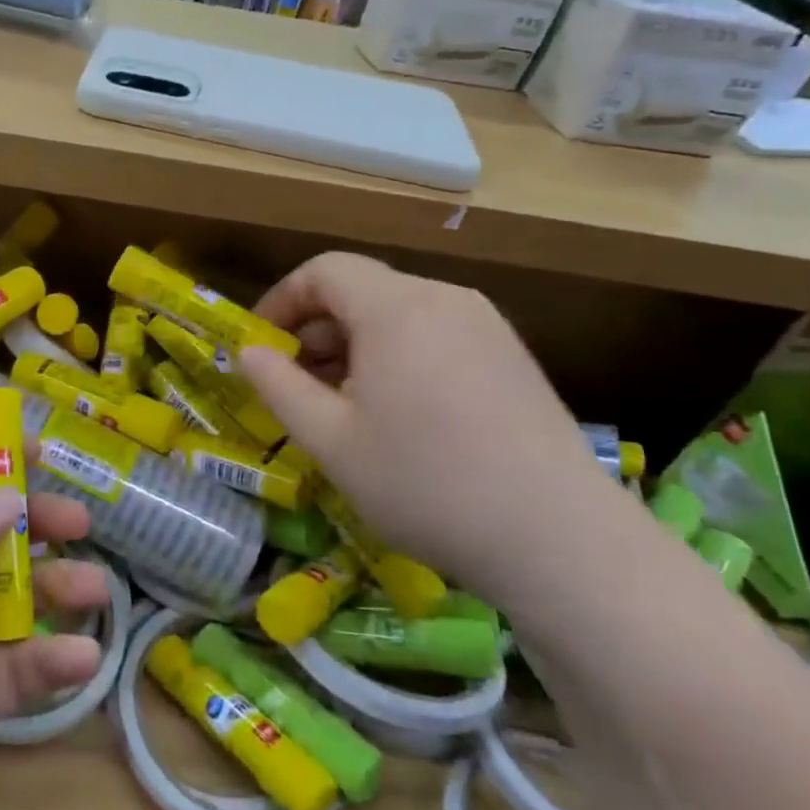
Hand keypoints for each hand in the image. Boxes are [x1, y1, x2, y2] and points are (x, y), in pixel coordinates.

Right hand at [238, 253, 628, 600]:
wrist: (560, 539)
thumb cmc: (426, 484)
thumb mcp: (330, 441)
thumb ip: (278, 386)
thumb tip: (248, 352)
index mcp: (396, 309)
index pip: (323, 271)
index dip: (281, 301)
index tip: (261, 347)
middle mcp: (444, 299)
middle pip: (361, 290)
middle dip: (315, 330)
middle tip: (295, 386)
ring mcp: (486, 326)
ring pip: (398, 314)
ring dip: (354, 346)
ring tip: (342, 405)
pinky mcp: (512, 356)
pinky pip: (435, 335)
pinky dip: (397, 356)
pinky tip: (397, 414)